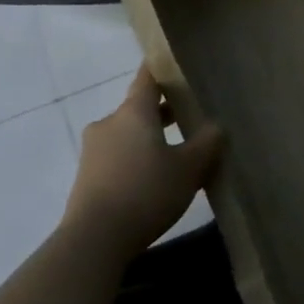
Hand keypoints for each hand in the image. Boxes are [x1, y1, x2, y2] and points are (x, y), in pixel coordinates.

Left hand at [60, 66, 223, 257]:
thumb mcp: (190, 167)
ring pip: (129, 134)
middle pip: (140, 108)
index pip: (148, 78)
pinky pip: (119, 157)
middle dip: (164, 112)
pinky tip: (157, 180)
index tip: (178, 64)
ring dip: (152, 139)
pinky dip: (138, 160)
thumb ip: (207, 142)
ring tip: (179, 155)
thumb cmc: (146, 191)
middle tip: (192, 117)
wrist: (94, 240)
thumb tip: (216, 127)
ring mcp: (94, 151)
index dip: (163, 68)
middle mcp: (109, 123)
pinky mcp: (87, 177)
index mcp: (133, 112)